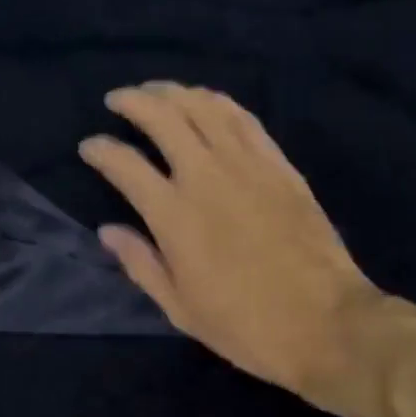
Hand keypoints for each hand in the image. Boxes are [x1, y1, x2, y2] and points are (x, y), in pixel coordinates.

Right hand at [80, 83, 415, 416]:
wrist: (326, 323)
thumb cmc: (245, 325)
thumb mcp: (179, 307)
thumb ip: (139, 262)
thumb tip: (107, 230)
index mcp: (174, 215)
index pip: (125, 164)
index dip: (100, 149)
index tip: (89, 146)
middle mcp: (206, 176)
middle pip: (163, 117)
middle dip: (133, 101)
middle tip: (117, 99)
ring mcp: (247, 165)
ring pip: (204, 107)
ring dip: (174, 92)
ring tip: (156, 91)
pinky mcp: (279, 165)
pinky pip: (244, 119)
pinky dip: (219, 103)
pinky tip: (206, 101)